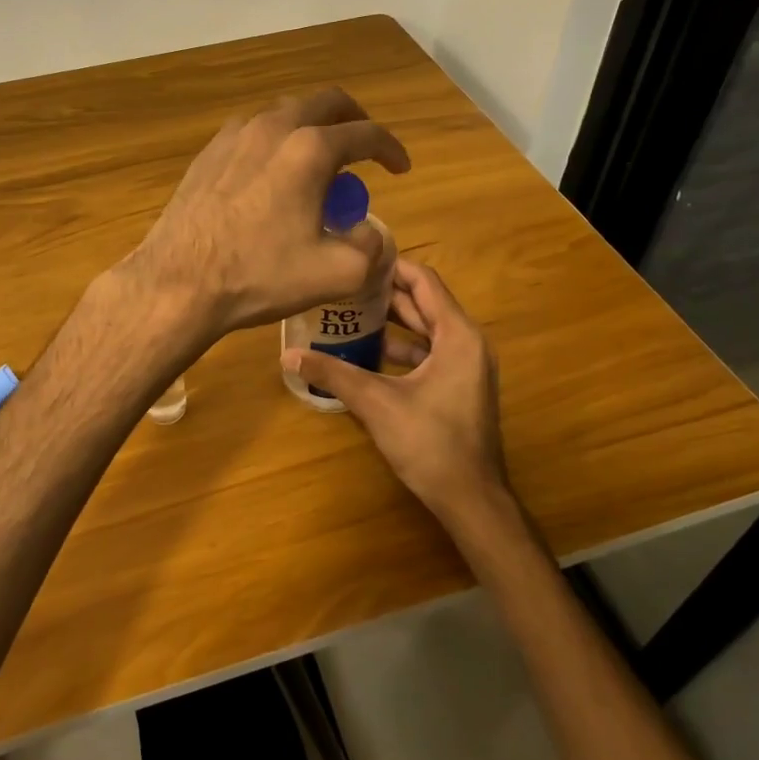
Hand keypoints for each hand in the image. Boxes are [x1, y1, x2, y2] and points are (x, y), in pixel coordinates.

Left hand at [123, 88, 410, 337]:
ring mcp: (234, 136)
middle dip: (353, 120)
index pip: (366, 133)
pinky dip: (275, 142)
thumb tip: (367, 232)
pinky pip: (252, 132)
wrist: (179, 282)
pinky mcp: (207, 153)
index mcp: (310, 149)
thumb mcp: (337, 273)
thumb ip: (370, 247)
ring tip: (317, 163)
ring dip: (311, 128)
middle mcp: (273, 127)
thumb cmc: (260, 276)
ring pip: (285, 113)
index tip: (400, 168)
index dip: (391, 149)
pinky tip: (271, 174)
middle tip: (363, 148)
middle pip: (325, 103)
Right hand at [283, 259, 506, 525]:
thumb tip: (287, 355)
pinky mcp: (460, 388)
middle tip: (343, 287)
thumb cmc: (430, 443)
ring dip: (392, 323)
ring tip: (349, 316)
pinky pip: (429, 354)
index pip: (424, 282)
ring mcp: (467, 367)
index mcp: (458, 335)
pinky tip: (367, 355)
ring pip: (426, 331)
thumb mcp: (376, 403)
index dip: (391, 267)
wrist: (471, 499)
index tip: (356, 260)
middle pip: (425, 304)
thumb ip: (333, 374)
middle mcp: (468, 343)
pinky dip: (402, 349)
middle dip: (385, 295)